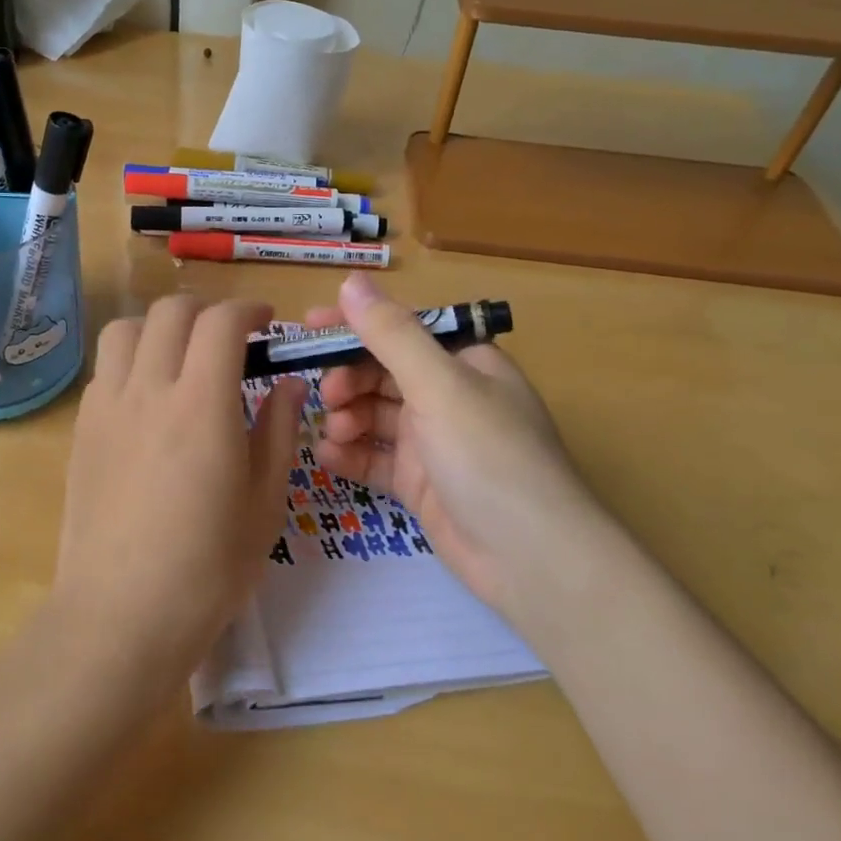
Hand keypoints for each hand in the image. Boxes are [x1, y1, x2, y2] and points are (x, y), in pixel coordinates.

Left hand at [54, 295, 306, 682]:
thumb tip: (288, 384)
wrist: (121, 614)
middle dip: (207, 311)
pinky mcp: (81, 430)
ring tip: (182, 358)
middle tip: (231, 340)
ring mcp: (106, 407)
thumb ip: (278, 430)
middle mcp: (148, 389)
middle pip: (170, 312)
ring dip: (160, 327)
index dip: (248, 310)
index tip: (266, 324)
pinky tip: (149, 400)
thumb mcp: (265, 501)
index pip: (221, 322)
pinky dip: (132, 361)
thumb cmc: (208, 567)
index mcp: (201, 404)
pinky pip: (105, 369)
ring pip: (125, 329)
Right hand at [306, 274, 614, 611]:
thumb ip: (392, 334)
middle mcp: (450, 396)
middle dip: (349, 379)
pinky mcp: (422, 484)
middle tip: (327, 396)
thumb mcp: (439, 385)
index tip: (309, 327)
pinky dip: (352, 455)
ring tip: (334, 432)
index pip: (402, 329)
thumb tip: (351, 282)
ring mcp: (436, 443)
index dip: (355, 325)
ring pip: (376, 416)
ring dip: (348, 417)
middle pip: (384, 373)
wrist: (531, 559)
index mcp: (465, 362)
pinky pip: (377, 458)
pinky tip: (328, 459)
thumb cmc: (489, 456)